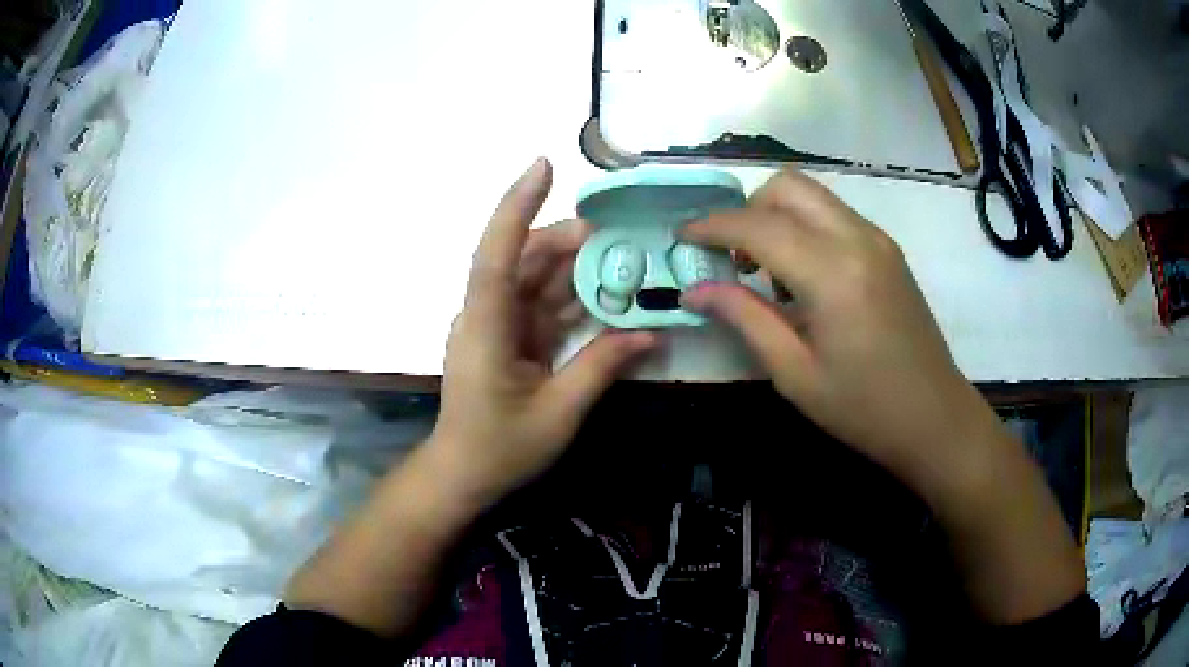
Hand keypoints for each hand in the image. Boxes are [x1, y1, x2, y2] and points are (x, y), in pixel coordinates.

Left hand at [428, 158, 654, 502]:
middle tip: (621, 239)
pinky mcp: (509, 337)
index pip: (496, 254)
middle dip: (569, 240)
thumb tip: (651, 332)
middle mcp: (486, 314)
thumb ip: (602, 366)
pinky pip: (542, 304)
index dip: (517, 206)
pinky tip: (607, 296)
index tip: (543, 165)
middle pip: (524, 258)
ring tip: (624, 261)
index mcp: (485, 327)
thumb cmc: (500, 448)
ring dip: (576, 267)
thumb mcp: (559, 412)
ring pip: (536, 278)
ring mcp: (496, 324)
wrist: (463, 474)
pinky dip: (573, 297)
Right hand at [681, 169, 1000, 491]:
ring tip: (764, 270)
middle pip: (787, 187)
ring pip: (812, 196)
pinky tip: (801, 276)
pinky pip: (834, 215)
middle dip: (747, 210)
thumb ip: (744, 319)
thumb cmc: (863, 409)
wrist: (935, 417)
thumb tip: (695, 290)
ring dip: (776, 216)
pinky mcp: (887, 250)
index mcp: (833, 273)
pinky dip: (804, 227)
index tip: (681, 236)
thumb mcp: (795, 374)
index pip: (758, 226)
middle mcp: (857, 239)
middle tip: (732, 257)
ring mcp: (877, 240)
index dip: (712, 226)